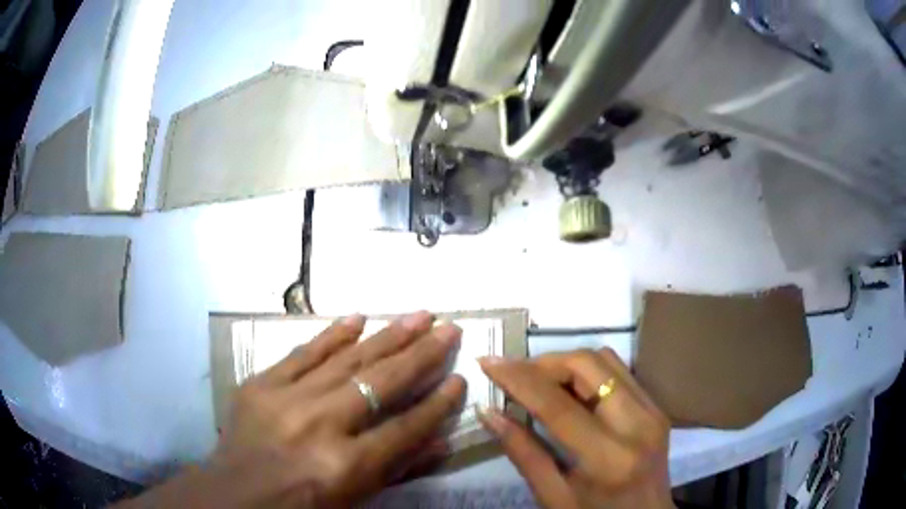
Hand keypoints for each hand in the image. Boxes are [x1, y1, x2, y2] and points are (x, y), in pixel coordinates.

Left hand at [120, 312, 465, 507]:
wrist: (234, 497)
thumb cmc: (299, 508)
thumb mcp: (353, 499)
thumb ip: (396, 469)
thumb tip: (440, 439)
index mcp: (344, 466)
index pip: (405, 427)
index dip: (437, 404)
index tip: (459, 378)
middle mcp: (319, 425)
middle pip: (381, 383)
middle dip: (422, 355)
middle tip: (450, 327)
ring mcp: (285, 399)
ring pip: (347, 359)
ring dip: (387, 335)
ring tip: (418, 314)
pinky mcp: (260, 384)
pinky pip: (302, 353)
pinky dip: (331, 335)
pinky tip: (357, 317)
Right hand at [478, 349, 673, 508]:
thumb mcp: (553, 497)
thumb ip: (523, 453)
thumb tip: (489, 412)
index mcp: (608, 458)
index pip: (558, 404)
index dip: (518, 378)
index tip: (488, 361)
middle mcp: (637, 424)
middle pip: (587, 365)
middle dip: (544, 363)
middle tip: (514, 375)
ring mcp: (653, 411)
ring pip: (605, 359)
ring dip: (567, 363)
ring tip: (539, 383)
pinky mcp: (657, 407)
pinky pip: (619, 371)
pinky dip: (588, 372)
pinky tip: (570, 391)